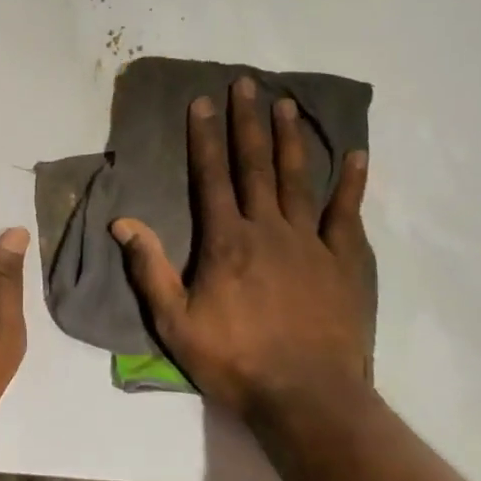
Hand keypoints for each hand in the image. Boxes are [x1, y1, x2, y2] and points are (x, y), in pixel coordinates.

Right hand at [110, 77, 375, 419]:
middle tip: (245, 83)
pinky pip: (347, 214)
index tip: (202, 102)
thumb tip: (123, 222)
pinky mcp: (344, 261)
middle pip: (255, 165)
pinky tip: (357, 157)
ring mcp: (310, 242)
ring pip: (298, 179)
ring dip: (291, 139)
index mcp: (226, 241)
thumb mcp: (175, 321)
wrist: (306, 397)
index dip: (205, 137)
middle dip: (247, 122)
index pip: (211, 176)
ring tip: (287, 103)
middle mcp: (268, 228)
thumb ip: (150, 268)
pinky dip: (352, 184)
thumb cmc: (234, 360)